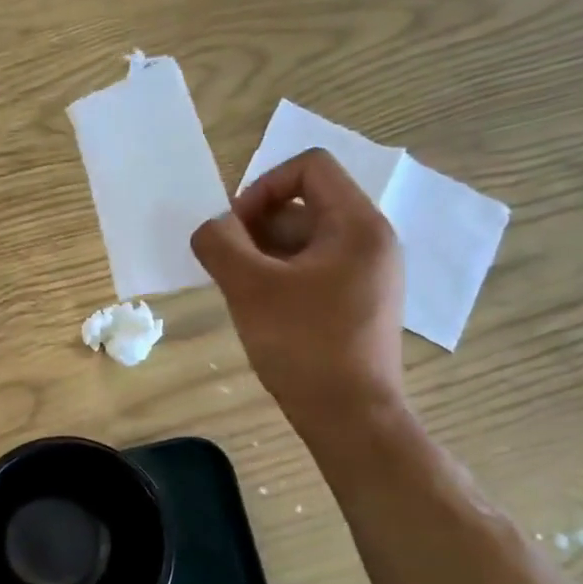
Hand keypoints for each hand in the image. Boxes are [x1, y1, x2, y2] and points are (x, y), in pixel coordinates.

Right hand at [190, 150, 406, 444]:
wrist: (350, 416)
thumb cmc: (304, 344)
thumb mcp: (250, 288)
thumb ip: (220, 244)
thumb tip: (211, 227)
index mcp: (357, 224)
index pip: (309, 167)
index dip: (262, 186)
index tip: (235, 229)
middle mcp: (371, 240)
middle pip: (305, 204)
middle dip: (257, 227)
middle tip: (229, 266)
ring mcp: (368, 274)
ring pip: (305, 240)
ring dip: (264, 254)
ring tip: (241, 291)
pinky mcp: (359, 302)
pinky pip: (314, 270)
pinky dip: (281, 277)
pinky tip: (261, 310)